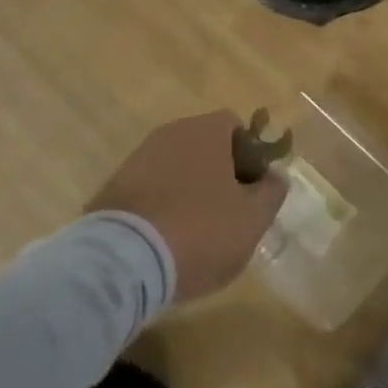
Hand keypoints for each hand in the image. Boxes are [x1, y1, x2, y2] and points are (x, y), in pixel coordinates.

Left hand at [86, 111, 287, 302]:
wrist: (123, 261)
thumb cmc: (199, 231)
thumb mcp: (252, 219)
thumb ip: (271, 192)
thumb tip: (275, 176)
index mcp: (206, 130)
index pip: (235, 126)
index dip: (250, 154)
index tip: (252, 189)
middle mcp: (171, 132)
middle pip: (204, 145)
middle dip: (218, 173)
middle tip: (227, 214)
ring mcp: (138, 158)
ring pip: (175, 167)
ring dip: (187, 190)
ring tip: (193, 234)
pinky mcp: (112, 187)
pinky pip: (148, 190)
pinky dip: (159, 207)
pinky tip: (163, 241)